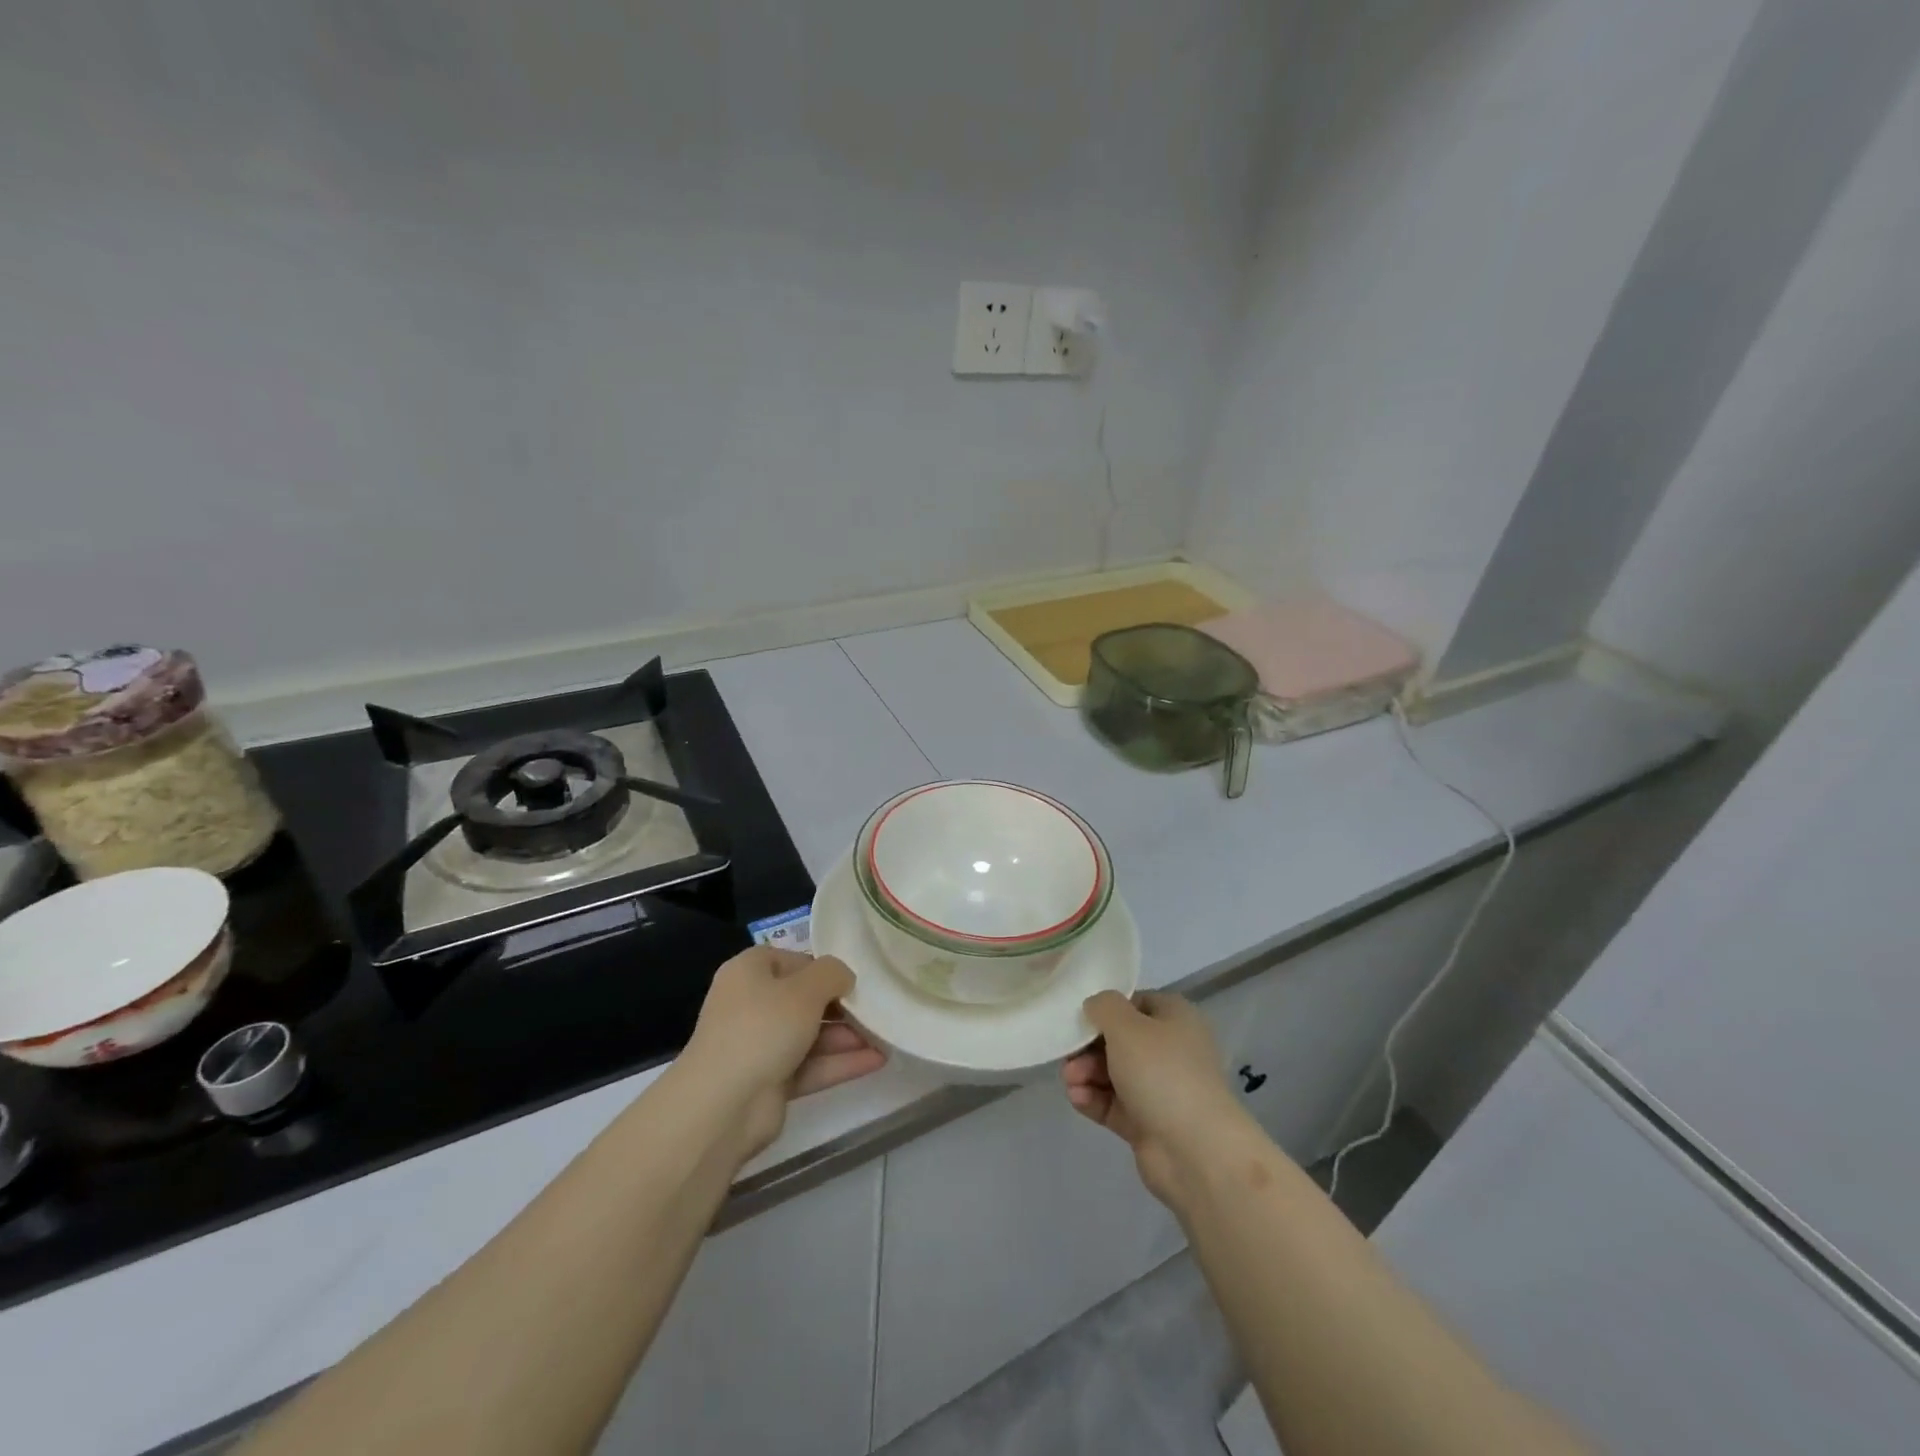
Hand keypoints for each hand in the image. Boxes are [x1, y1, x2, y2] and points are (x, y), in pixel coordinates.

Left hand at [681, 946, 886, 1159]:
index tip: (856, 979)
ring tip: (886, 1037)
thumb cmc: (763, 1027)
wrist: (723, 1104)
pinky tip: (877, 1061)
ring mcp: (760, 1045)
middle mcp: (751, 1004)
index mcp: (750, 971)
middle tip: (877, 1009)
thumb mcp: (806, 989)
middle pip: (804, 999)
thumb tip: (844, 978)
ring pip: (810, 1035)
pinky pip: (810, 1065)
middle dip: (842, 1006)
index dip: (825, 969)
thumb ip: (833, 974)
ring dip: (847, 1036)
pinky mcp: (770, 1082)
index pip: (794, 960)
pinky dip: (840, 1063)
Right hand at [1063, 991, 1257, 1205]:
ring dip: (1087, 1073)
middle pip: (1120, 1040)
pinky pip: (1114, 1104)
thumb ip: (1104, 1007)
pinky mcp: (1148, 1123)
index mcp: (1175, 1018)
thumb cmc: (1162, 1073)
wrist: (1196, 1152)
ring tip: (1071, 1081)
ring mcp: (1160, 1089)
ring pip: (1113, 1073)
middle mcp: (1170, 1050)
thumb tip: (1096, 1006)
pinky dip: (1094, 1099)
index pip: (1135, 1003)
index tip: (1080, 1019)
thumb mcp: (1127, 1026)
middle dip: (1089, 1047)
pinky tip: (1077, 1098)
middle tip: (1069, 1056)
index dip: (1106, 1009)